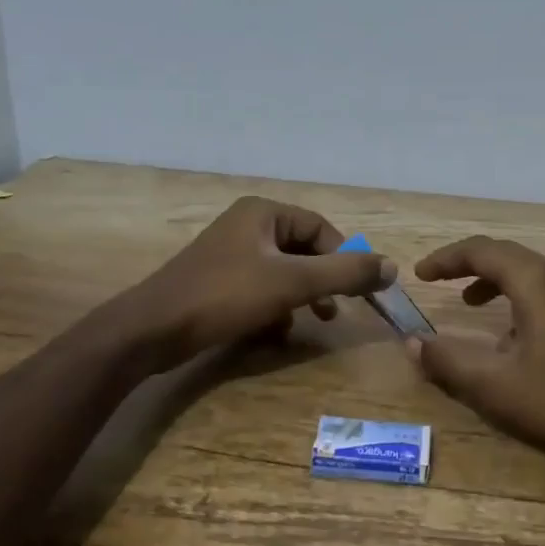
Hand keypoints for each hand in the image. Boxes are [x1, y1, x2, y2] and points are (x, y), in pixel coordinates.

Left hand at [113, 197, 394, 370]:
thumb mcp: (293, 283)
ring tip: (311, 322)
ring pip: (283, 273)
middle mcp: (246, 226)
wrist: (152, 330)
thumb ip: (345, 273)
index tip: (358, 290)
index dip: (344, 257)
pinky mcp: (217, 283)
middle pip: (303, 250)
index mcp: (263, 213)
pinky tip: (275, 332)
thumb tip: (392, 267)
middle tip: (336, 310)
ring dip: (301, 297)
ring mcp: (229, 255)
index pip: (320, 228)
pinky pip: (260, 289)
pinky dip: (275, 308)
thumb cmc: (225, 296)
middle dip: (322, 281)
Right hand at [406, 236, 544, 470]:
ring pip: (526, 271)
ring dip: (492, 280)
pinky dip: (515, 296)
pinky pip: (543, 288)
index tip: (419, 274)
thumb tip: (412, 343)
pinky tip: (508, 333)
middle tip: (436, 280)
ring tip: (466, 303)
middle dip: (466, 264)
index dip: (446, 258)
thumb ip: (448, 362)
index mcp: (536, 281)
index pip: (482, 250)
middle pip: (504, 254)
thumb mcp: (495, 386)